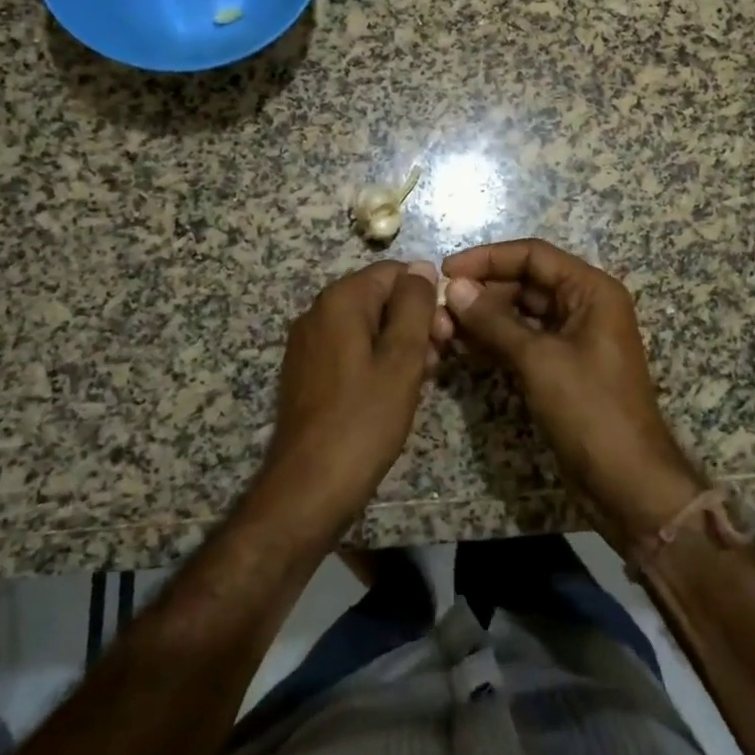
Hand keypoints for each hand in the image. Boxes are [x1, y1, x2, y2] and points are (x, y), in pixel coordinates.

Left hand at [256, 260, 445, 539]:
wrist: (308, 488)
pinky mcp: (308, 371)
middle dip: (415, 323)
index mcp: (340, 300)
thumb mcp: (401, 359)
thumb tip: (421, 266)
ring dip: (400, 345)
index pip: (394, 273)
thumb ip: (414, 306)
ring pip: (368, 326)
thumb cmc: (363, 420)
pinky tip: (394, 392)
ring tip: (421, 381)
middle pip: (380, 298)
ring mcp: (309, 343)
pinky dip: (377, 361)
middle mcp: (318, 312)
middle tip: (438, 361)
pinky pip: (351, 349)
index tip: (445, 335)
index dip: (426, 298)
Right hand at [442, 239, 707, 550]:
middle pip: (526, 282)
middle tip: (439, 305)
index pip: (534, 255)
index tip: (446, 270)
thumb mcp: (539, 360)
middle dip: (483, 291)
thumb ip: (494, 321)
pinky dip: (496, 341)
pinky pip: (524, 340)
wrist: (627, 482)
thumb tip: (455, 288)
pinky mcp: (562, 366)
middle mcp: (584, 306)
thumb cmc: (590, 410)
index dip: (488, 258)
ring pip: (522, 312)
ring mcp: (573, 337)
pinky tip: (462, 346)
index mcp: (591, 291)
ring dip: (485, 317)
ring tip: (442, 325)